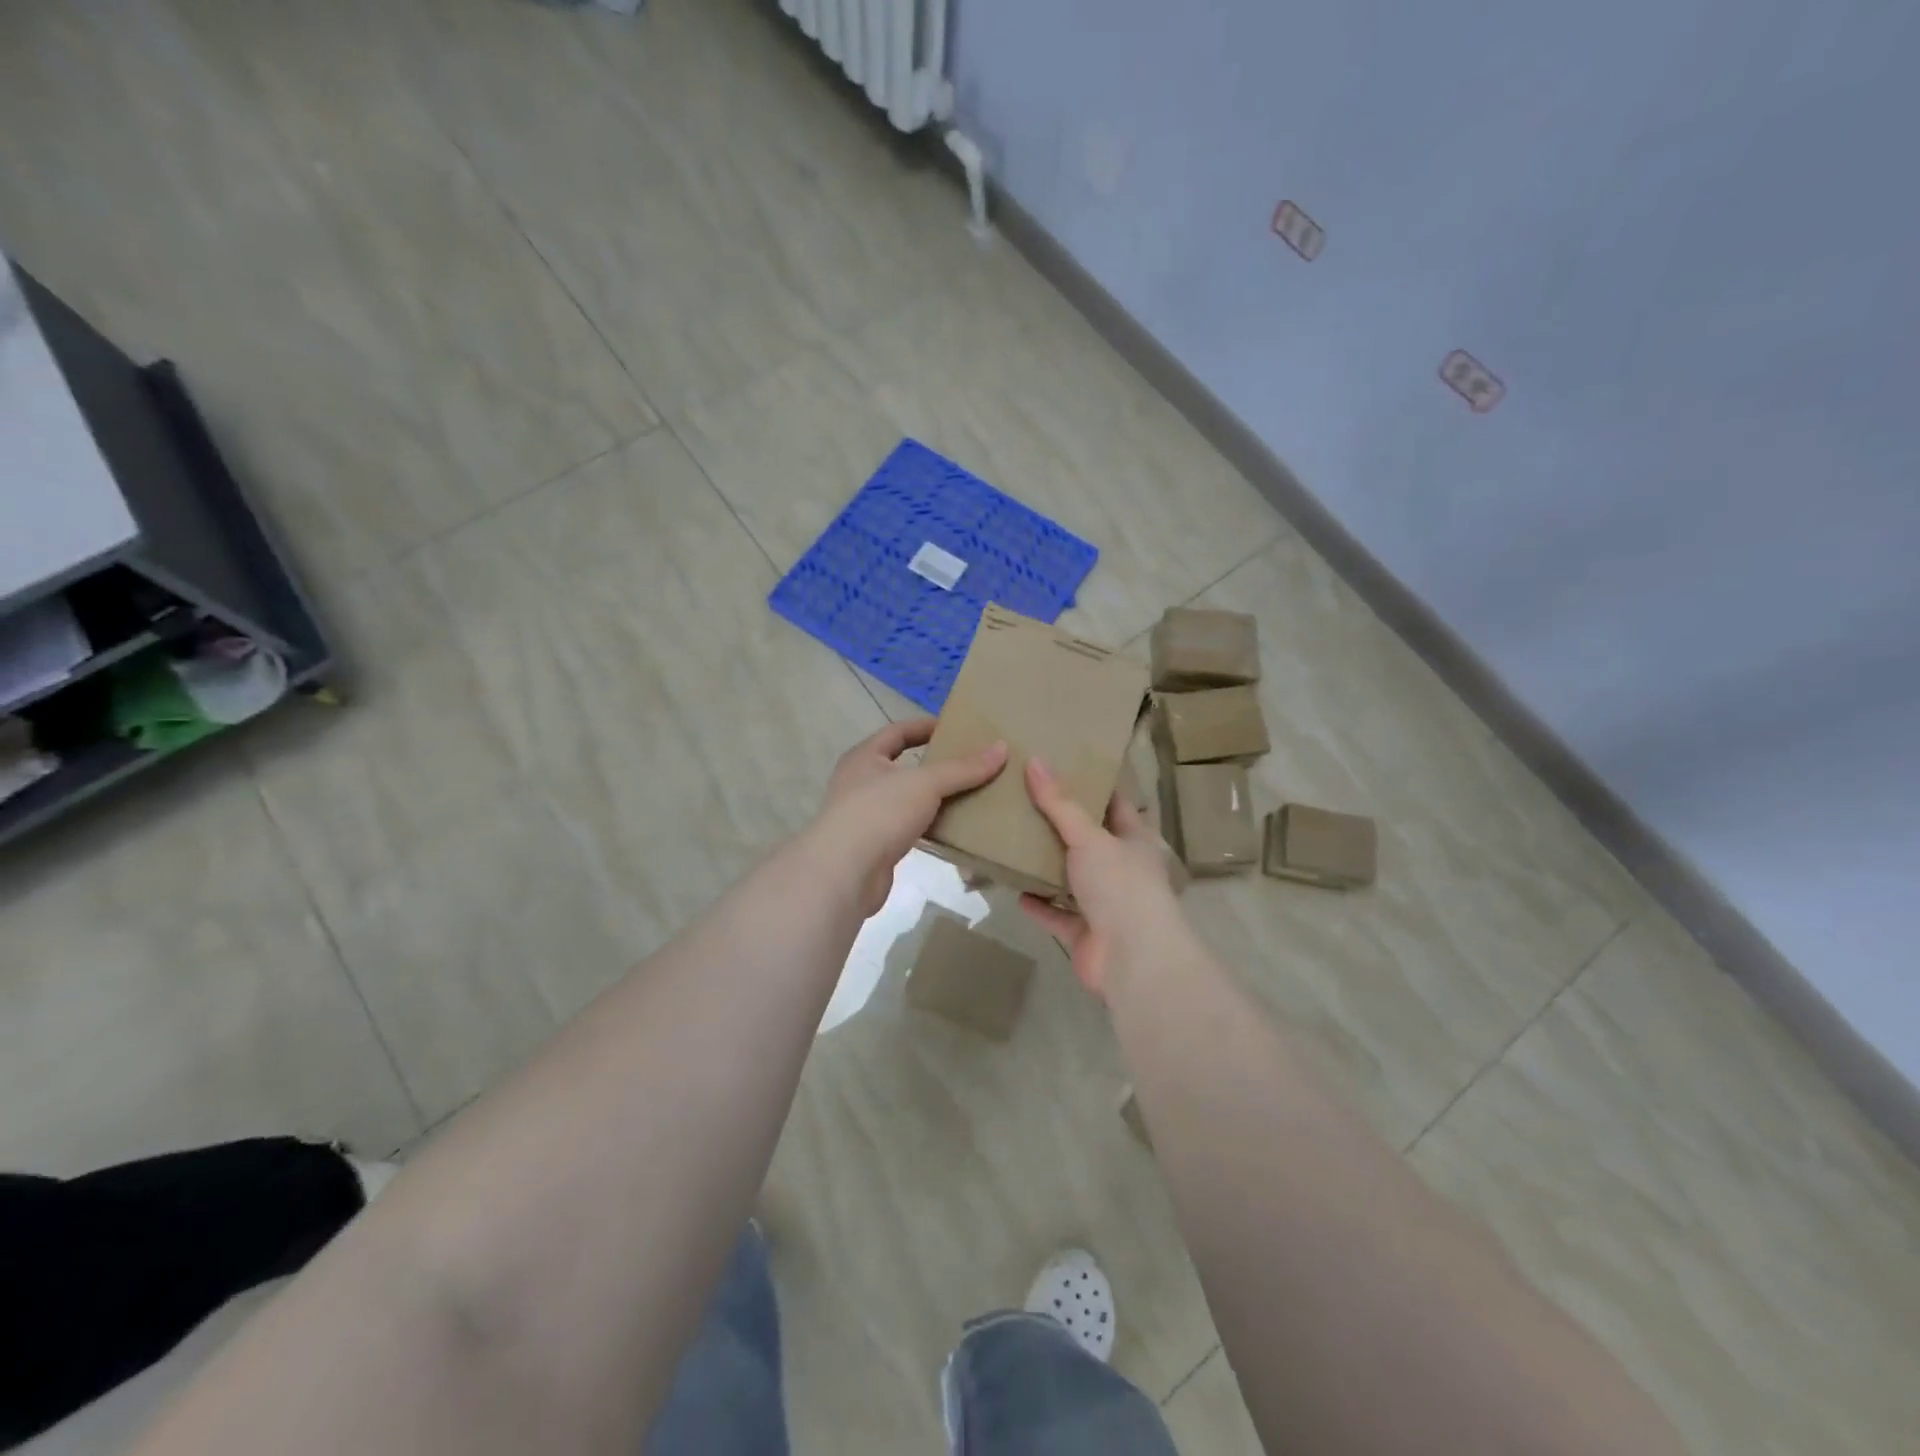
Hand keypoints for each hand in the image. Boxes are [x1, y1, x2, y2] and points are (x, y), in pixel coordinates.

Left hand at [813, 718, 1007, 915]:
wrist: (844, 874)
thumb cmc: (879, 813)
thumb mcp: (925, 783)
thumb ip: (963, 768)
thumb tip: (1001, 748)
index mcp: (864, 757)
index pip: (898, 731)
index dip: (926, 726)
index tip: (958, 728)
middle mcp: (860, 782)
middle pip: (904, 766)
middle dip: (936, 765)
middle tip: (972, 763)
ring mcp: (865, 816)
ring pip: (907, 799)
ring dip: (934, 798)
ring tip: (972, 795)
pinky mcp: (875, 846)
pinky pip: (909, 828)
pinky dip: (930, 825)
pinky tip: (955, 828)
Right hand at [1019, 757, 1181, 998]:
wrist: (1133, 959)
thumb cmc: (1120, 886)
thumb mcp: (1089, 836)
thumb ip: (1060, 804)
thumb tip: (1035, 761)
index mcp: (1135, 841)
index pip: (1115, 804)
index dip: (1093, 786)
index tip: (1063, 766)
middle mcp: (1123, 870)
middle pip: (1090, 841)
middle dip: (1062, 826)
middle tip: (1025, 800)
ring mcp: (1105, 904)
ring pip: (1072, 879)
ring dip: (1048, 866)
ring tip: (1015, 841)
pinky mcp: (1086, 933)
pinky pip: (1057, 914)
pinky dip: (1039, 905)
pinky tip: (1015, 889)